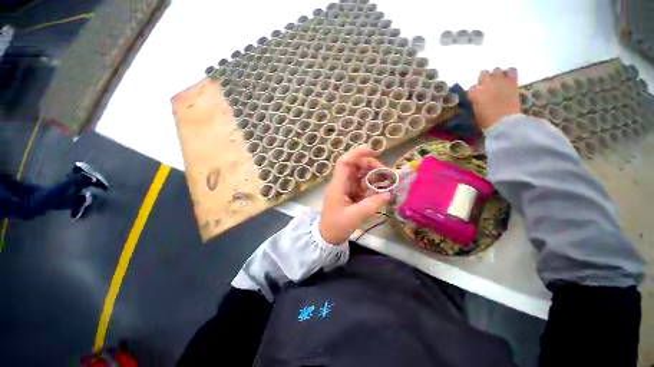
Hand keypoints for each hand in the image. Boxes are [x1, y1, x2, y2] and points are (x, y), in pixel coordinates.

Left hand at [319, 146, 390, 243]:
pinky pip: (361, 184)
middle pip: (354, 166)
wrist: (327, 236)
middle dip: (370, 165)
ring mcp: (345, 188)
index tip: (373, 151)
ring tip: (386, 181)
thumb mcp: (355, 216)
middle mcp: (341, 183)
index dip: (357, 154)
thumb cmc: (337, 226)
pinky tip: (379, 190)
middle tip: (385, 172)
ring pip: (359, 174)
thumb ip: (372, 205)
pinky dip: (371, 185)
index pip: (345, 162)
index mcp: (338, 185)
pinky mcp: (349, 194)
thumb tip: (388, 194)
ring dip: (372, 175)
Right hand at [468, 68, 520, 129]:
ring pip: (496, 70)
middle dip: (484, 79)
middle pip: (483, 74)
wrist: (504, 122)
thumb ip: (476, 102)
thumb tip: (477, 99)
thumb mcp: (475, 112)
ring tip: (498, 82)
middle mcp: (486, 84)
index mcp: (474, 93)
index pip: (471, 88)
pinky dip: (509, 73)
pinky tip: (508, 78)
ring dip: (496, 75)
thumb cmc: (487, 121)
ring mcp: (500, 81)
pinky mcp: (512, 82)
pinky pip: (511, 70)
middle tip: (486, 87)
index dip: (474, 92)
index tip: (476, 96)